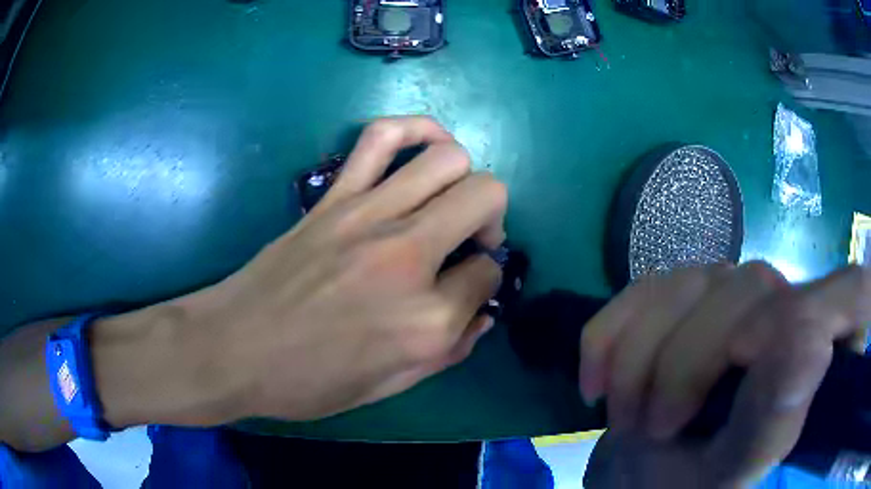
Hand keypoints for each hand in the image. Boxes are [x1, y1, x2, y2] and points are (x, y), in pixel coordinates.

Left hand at [93, 116, 506, 428]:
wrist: (234, 349)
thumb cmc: (308, 382)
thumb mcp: (389, 387)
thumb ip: (449, 350)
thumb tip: (482, 314)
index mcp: (427, 322)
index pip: (488, 275)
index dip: (484, 281)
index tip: (465, 291)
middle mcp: (408, 258)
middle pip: (485, 196)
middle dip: (492, 219)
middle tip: (470, 241)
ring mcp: (368, 216)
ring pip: (448, 158)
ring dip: (464, 177)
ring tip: (449, 199)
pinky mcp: (334, 196)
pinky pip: (381, 137)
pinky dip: (414, 129)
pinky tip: (423, 145)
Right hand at [579, 263, 870, 486]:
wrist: (641, 478)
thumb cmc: (691, 488)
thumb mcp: (730, 473)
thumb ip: (775, 420)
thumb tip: (811, 341)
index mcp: (819, 358)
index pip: (858, 293)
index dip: (837, 303)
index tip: (780, 358)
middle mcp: (788, 305)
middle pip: (751, 290)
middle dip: (686, 366)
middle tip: (655, 430)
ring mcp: (735, 291)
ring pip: (689, 284)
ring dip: (639, 362)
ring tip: (625, 416)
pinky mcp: (685, 292)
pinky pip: (642, 289)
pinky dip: (608, 337)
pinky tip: (595, 382)